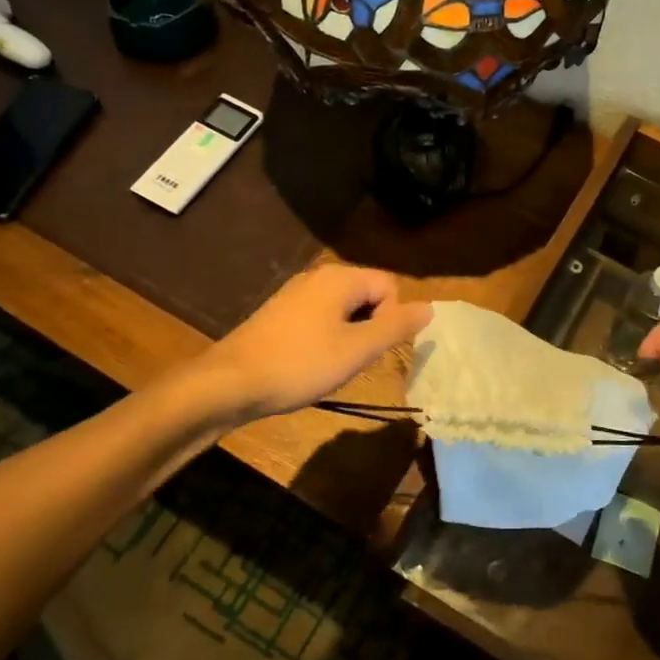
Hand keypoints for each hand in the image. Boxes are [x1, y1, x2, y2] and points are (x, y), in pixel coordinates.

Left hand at [199, 265, 432, 419]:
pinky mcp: (279, 312)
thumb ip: (396, 327)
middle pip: (367, 294)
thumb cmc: (300, 364)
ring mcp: (295, 293)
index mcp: (340, 278)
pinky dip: (325, 338)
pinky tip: (310, 363)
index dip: (391, 319)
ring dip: (348, 335)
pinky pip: (319, 317)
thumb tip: (430, 307)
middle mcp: (318, 276)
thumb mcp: (357, 350)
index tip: (371, 350)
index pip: (389, 287)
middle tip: (354, 360)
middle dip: (370, 327)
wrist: (229, 383)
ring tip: (332, 365)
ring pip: (343, 309)